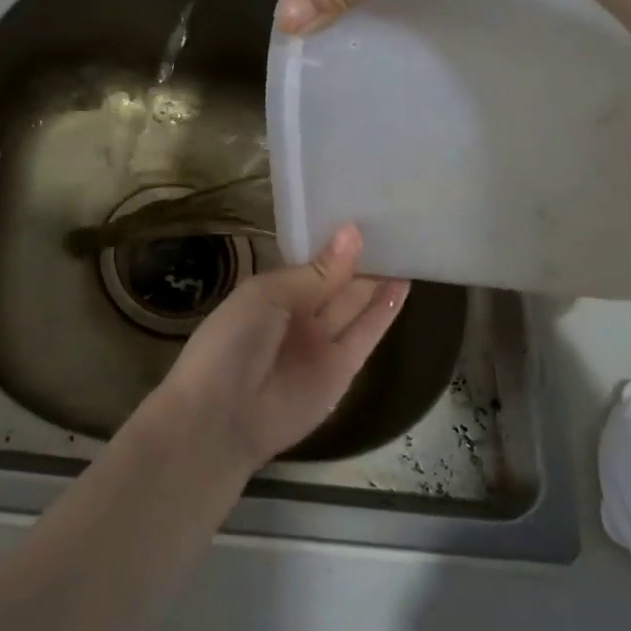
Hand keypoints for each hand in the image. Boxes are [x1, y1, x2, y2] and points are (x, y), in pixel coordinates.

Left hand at [149, 224, 409, 470]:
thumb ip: (314, 273)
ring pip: (354, 306)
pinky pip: (366, 335)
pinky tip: (403, 285)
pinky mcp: (343, 371)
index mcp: (270, 294)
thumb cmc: (233, 342)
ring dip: (377, 282)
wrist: (223, 416)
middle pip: (335, 284)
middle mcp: (297, 316)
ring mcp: (320, 344)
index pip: (309, 264)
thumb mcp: (267, 296)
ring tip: (406, 249)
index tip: (364, 215)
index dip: (334, 244)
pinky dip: (384, 311)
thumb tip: (352, 234)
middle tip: (394, 226)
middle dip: (360, 260)